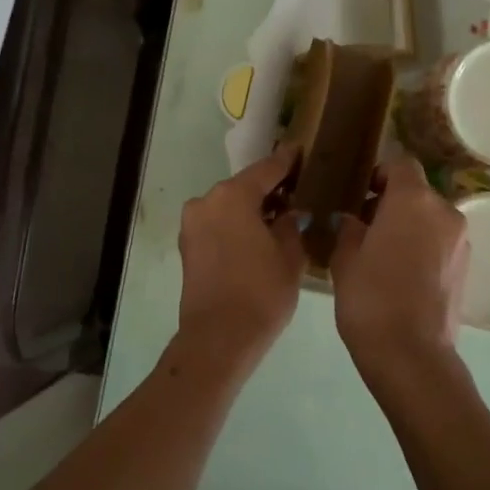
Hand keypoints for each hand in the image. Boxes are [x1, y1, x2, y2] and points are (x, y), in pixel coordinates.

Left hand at [176, 146, 306, 371]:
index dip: (287, 161)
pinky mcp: (187, 246)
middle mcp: (206, 201)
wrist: (219, 337)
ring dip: (251, 209)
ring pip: (228, 206)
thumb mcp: (290, 256)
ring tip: (279, 218)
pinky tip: (257, 236)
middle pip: (244, 187)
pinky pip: (217, 224)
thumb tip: (290, 214)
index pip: (266, 169)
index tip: (301, 151)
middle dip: (269, 189)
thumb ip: (292, 225)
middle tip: (297, 191)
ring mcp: (192, 224)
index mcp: (232, 195)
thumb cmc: (261, 292)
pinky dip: (236, 225)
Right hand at [329, 157, 469, 388]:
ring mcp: (461, 241)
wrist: (410, 353)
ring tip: (382, 254)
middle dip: (393, 203)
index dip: (380, 174)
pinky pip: (441, 244)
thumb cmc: (370, 297)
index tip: (360, 194)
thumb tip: (353, 220)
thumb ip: (349, 228)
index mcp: (413, 200)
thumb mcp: (345, 258)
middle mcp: (444, 212)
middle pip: (418, 193)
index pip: (401, 164)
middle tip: (365, 227)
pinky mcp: (466, 268)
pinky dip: (423, 248)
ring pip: (431, 220)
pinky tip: (401, 274)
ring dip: (409, 226)